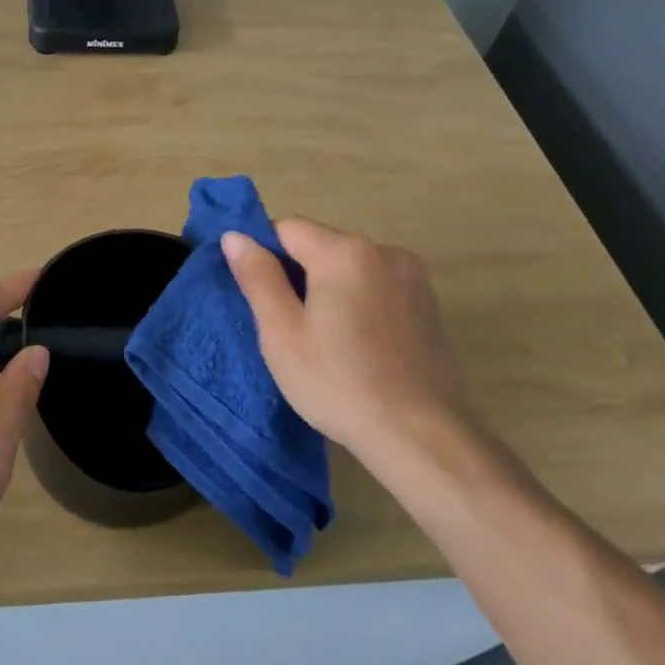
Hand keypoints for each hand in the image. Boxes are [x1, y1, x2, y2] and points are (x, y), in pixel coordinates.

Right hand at [222, 220, 476, 467]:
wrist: (421, 436)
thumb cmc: (339, 383)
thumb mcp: (282, 332)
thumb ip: (258, 277)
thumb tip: (235, 236)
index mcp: (345, 251)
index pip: (287, 228)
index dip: (264, 255)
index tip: (259, 296)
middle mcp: (384, 251)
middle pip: (322, 246)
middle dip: (298, 274)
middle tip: (287, 326)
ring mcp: (413, 277)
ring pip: (351, 268)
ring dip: (330, 289)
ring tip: (324, 340)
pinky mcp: (429, 305)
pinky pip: (378, 287)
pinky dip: (359, 303)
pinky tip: (358, 345)